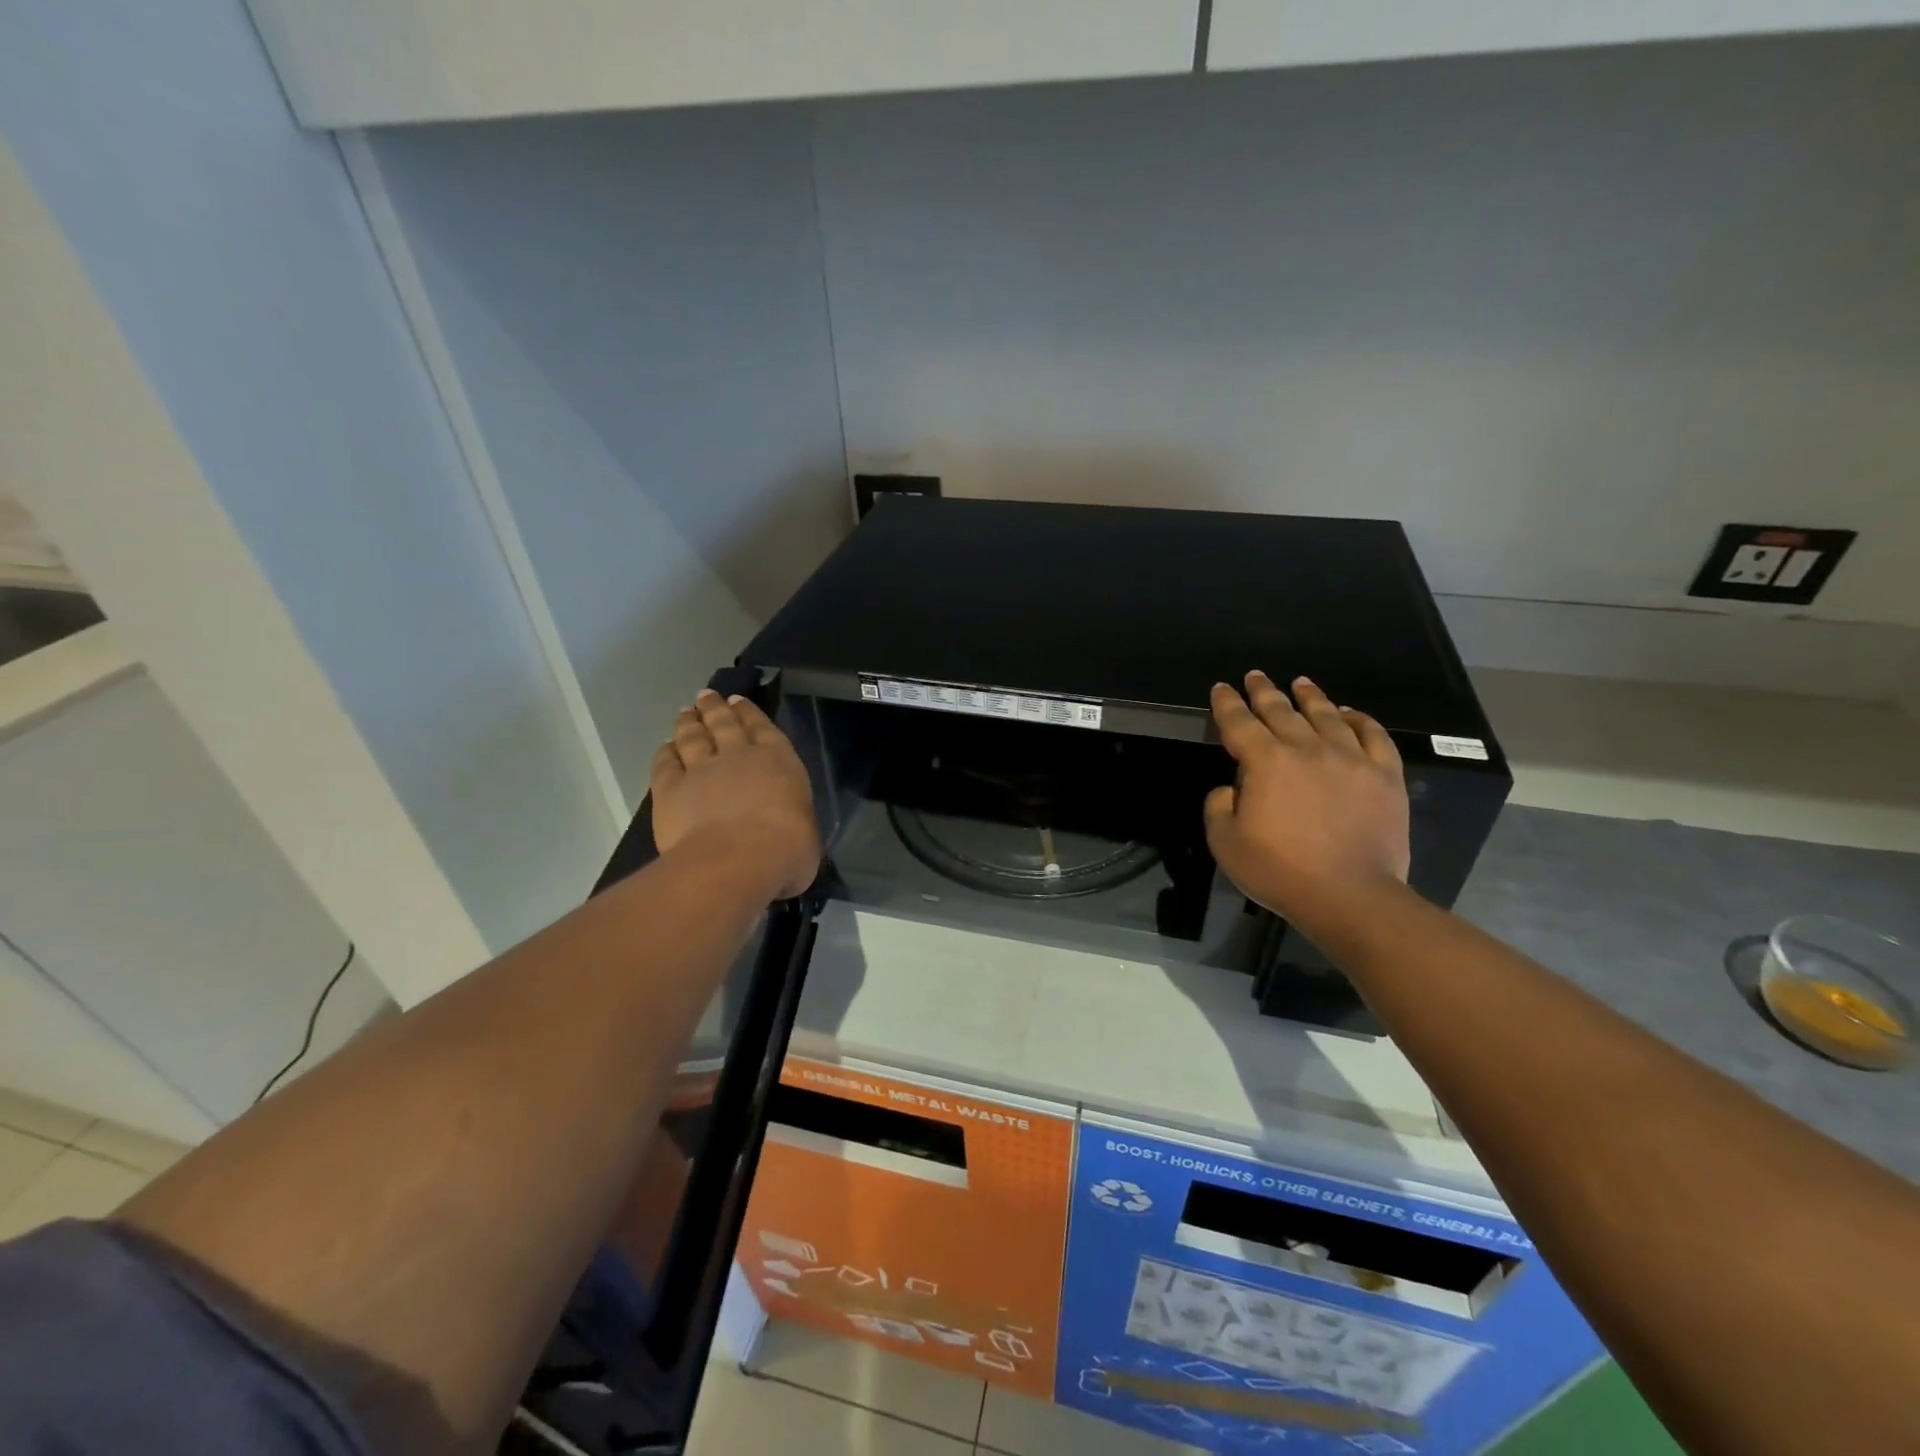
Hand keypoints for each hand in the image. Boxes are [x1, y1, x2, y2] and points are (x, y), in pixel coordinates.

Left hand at [651, 689, 819, 899]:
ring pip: (692, 737)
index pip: (762, 727)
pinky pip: (665, 764)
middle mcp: (738, 756)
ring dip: (688, 723)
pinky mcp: (670, 789)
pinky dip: (665, 753)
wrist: (736, 860)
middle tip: (705, 696)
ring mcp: (701, 770)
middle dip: (714, 708)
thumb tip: (788, 832)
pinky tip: (664, 748)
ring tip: (685, 713)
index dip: (748, 712)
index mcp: (778, 760)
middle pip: (723, 724)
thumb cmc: (785, 850)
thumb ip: (792, 820)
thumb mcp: (805, 833)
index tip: (737, 700)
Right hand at [1205, 671, 1410, 922]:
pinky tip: (1350, 713)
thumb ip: (1219, 806)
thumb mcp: (1225, 843)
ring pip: (1327, 715)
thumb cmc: (1280, 871)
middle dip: (1263, 691)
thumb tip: (1232, 787)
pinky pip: (1373, 735)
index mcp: (1265, 762)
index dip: (1226, 703)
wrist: (1350, 895)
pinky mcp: (1384, 775)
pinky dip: (1360, 719)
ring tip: (1300, 683)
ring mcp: (1350, 758)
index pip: (1239, 722)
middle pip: (1281, 711)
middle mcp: (1307, 748)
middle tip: (1254, 676)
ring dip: (1310, 696)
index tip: (1221, 688)